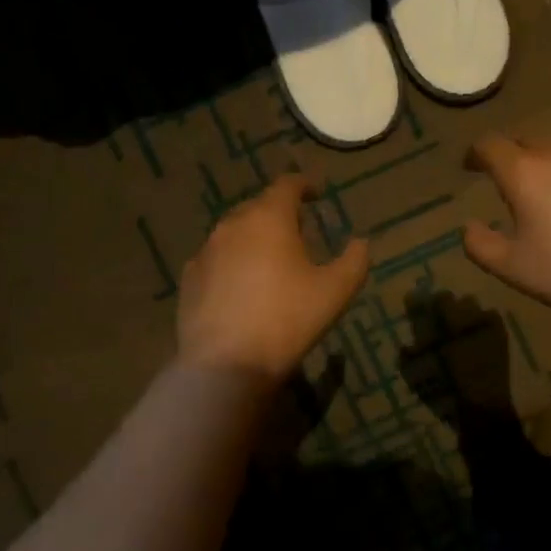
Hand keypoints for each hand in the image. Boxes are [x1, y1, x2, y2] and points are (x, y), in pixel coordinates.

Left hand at [177, 175, 367, 382]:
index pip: (287, 185)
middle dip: (279, 214)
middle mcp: (232, 225)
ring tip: (270, 262)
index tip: (317, 194)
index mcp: (269, 218)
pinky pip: (216, 260)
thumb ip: (355, 260)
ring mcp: (205, 252)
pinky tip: (242, 287)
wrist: (225, 365)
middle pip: (259, 207)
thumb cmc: (287, 319)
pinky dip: (232, 264)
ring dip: (254, 239)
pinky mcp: (189, 279)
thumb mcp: (336, 291)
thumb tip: (360, 243)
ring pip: (234, 233)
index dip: (305, 185)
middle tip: (299, 233)